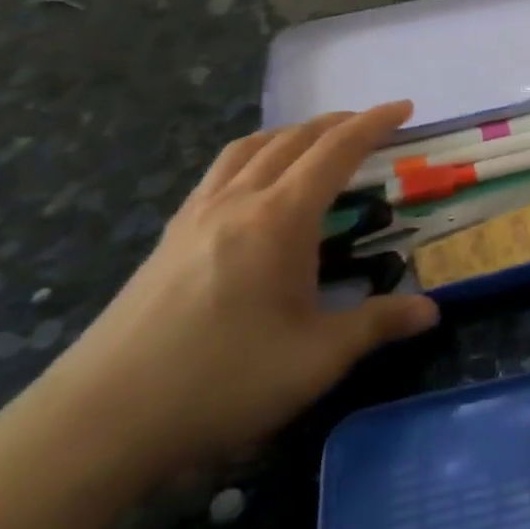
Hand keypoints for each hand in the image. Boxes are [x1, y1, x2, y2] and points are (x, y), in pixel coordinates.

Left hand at [34, 105, 439, 482]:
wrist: (98, 420)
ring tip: (316, 143)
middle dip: (338, 123)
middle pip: (293, 139)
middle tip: (372, 125)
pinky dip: (253, 156)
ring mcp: (196, 216)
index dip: (373, 123)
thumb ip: (377, 325)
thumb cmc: (220, 381)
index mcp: (280, 219)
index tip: (403, 108)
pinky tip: (255, 186)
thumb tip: (431, 312)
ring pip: (250, 148)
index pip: (336, 151)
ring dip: (292, 134)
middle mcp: (238, 201)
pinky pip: (220, 172)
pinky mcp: (169, 238)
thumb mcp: (316, 359)